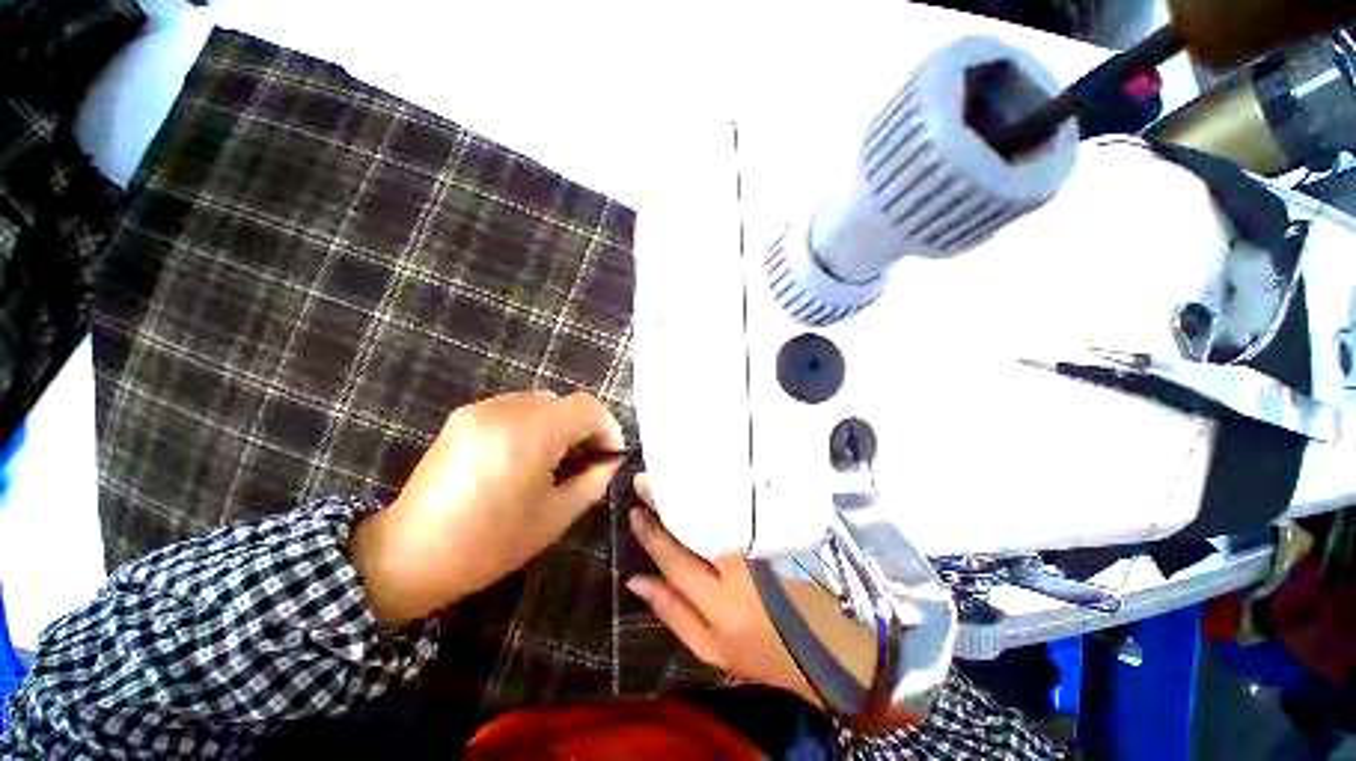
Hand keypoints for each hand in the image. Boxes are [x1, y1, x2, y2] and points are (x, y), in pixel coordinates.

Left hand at [350, 390, 624, 623]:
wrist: (409, 554)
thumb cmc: (489, 543)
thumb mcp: (556, 516)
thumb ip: (593, 480)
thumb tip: (610, 461)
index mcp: (530, 434)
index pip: (587, 407)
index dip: (607, 427)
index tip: (610, 455)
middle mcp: (505, 410)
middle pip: (564, 402)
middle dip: (582, 428)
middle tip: (584, 462)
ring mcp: (480, 410)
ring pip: (541, 403)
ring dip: (558, 426)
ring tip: (554, 461)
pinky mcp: (464, 416)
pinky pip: (515, 408)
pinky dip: (533, 425)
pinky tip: (524, 457)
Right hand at [625, 474, 822, 706]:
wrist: (827, 645)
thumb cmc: (763, 653)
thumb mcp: (711, 650)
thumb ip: (672, 612)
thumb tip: (635, 580)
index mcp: (719, 604)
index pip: (674, 560)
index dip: (651, 534)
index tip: (634, 511)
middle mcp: (739, 568)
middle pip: (695, 527)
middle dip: (666, 502)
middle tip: (644, 481)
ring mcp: (761, 546)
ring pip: (718, 513)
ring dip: (691, 493)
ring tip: (669, 475)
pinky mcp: (778, 534)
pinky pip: (739, 510)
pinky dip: (718, 496)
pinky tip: (704, 482)